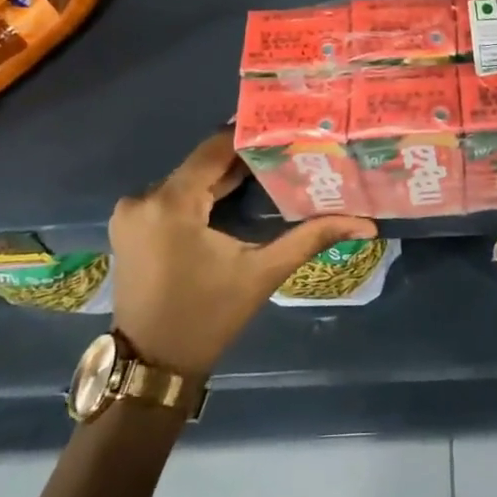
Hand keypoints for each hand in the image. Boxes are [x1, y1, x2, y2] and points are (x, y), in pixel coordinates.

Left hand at [107, 132, 376, 377]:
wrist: (152, 367)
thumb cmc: (208, 318)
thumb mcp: (262, 274)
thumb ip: (310, 238)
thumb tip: (365, 224)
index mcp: (171, 203)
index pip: (215, 148)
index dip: (251, 136)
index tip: (287, 129)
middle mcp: (144, 197)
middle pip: (202, 163)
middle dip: (243, 159)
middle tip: (287, 149)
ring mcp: (132, 211)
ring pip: (189, 178)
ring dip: (223, 176)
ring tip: (268, 169)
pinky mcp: (130, 224)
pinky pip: (173, 195)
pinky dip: (202, 193)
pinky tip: (234, 195)